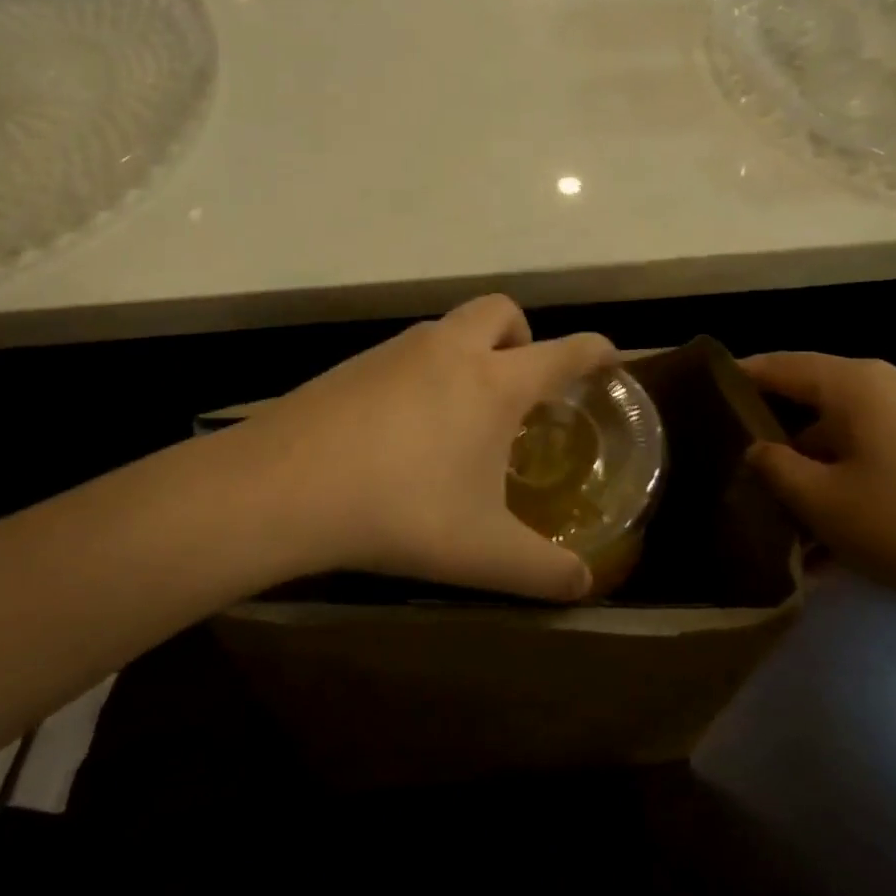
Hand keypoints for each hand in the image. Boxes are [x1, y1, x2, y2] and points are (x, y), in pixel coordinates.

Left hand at [228, 295, 614, 601]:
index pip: (561, 352)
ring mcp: (396, 350)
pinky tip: (405, 428)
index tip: (609, 356)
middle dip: (523, 335)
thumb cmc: (402, 511)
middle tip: (520, 385)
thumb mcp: (483, 552)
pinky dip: (424, 372)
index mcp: (492, 382)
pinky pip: (407, 352)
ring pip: (449, 328)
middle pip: (501, 311)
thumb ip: (544, 571)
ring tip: (462, 415)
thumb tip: (584, 585)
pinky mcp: (355, 363)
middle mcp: (448, 349)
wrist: (286, 487)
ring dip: (469, 353)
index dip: (594, 350)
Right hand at [741, 352, 895, 652]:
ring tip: (816, 516)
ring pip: (870, 431)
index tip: (715, 387)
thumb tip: (761, 448)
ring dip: (836, 464)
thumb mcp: (823, 504)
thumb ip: (776, 467)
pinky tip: (871, 526)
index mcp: (862, 383)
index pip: (786, 365)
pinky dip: (877, 476)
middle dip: (793, 436)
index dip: (746, 375)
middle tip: (765, 473)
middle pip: (829, 399)